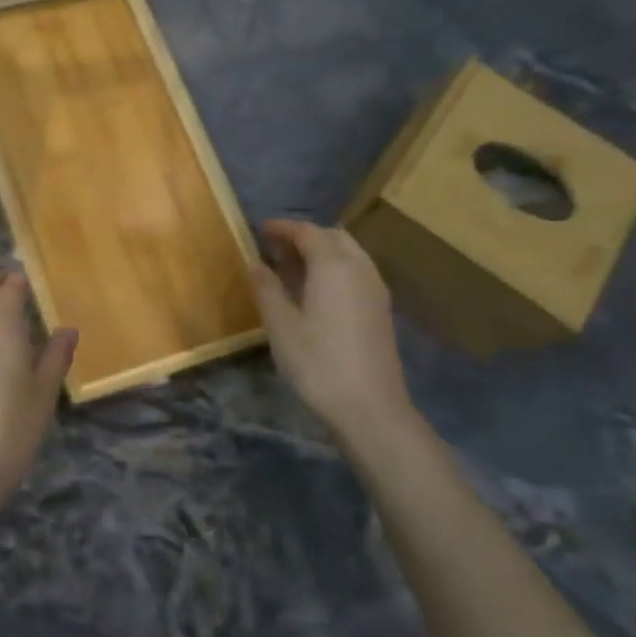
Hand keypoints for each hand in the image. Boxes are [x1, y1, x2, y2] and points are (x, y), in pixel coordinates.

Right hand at [249, 219, 419, 443]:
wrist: (371, 408)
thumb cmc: (318, 363)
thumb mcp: (281, 326)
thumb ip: (266, 289)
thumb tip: (255, 263)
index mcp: (333, 265)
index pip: (307, 232)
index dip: (282, 228)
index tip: (260, 230)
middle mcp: (359, 268)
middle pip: (332, 237)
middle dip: (304, 237)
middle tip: (275, 249)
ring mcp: (375, 289)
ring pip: (348, 253)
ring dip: (321, 252)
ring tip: (293, 268)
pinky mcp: (381, 309)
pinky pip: (356, 272)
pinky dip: (335, 268)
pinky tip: (316, 291)